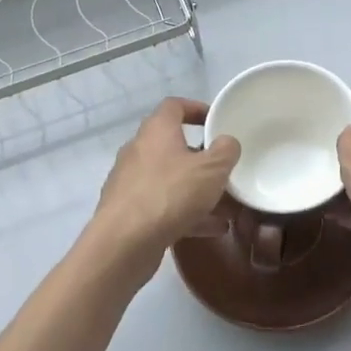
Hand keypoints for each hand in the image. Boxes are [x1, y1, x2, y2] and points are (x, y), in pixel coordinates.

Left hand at [92, 97, 239, 264]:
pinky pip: (163, 205)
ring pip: (171, 180)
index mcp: (157, 130)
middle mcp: (139, 150)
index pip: (174, 106)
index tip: (215, 121)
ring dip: (197, 190)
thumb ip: (226, 151)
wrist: (123, 244)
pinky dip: (186, 213)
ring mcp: (130, 182)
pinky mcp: (128, 212)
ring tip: (226, 207)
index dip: (196, 109)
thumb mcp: (211, 169)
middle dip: (202, 159)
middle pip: (174, 145)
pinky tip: (211, 229)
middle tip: (224, 170)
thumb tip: (227, 142)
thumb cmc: (169, 194)